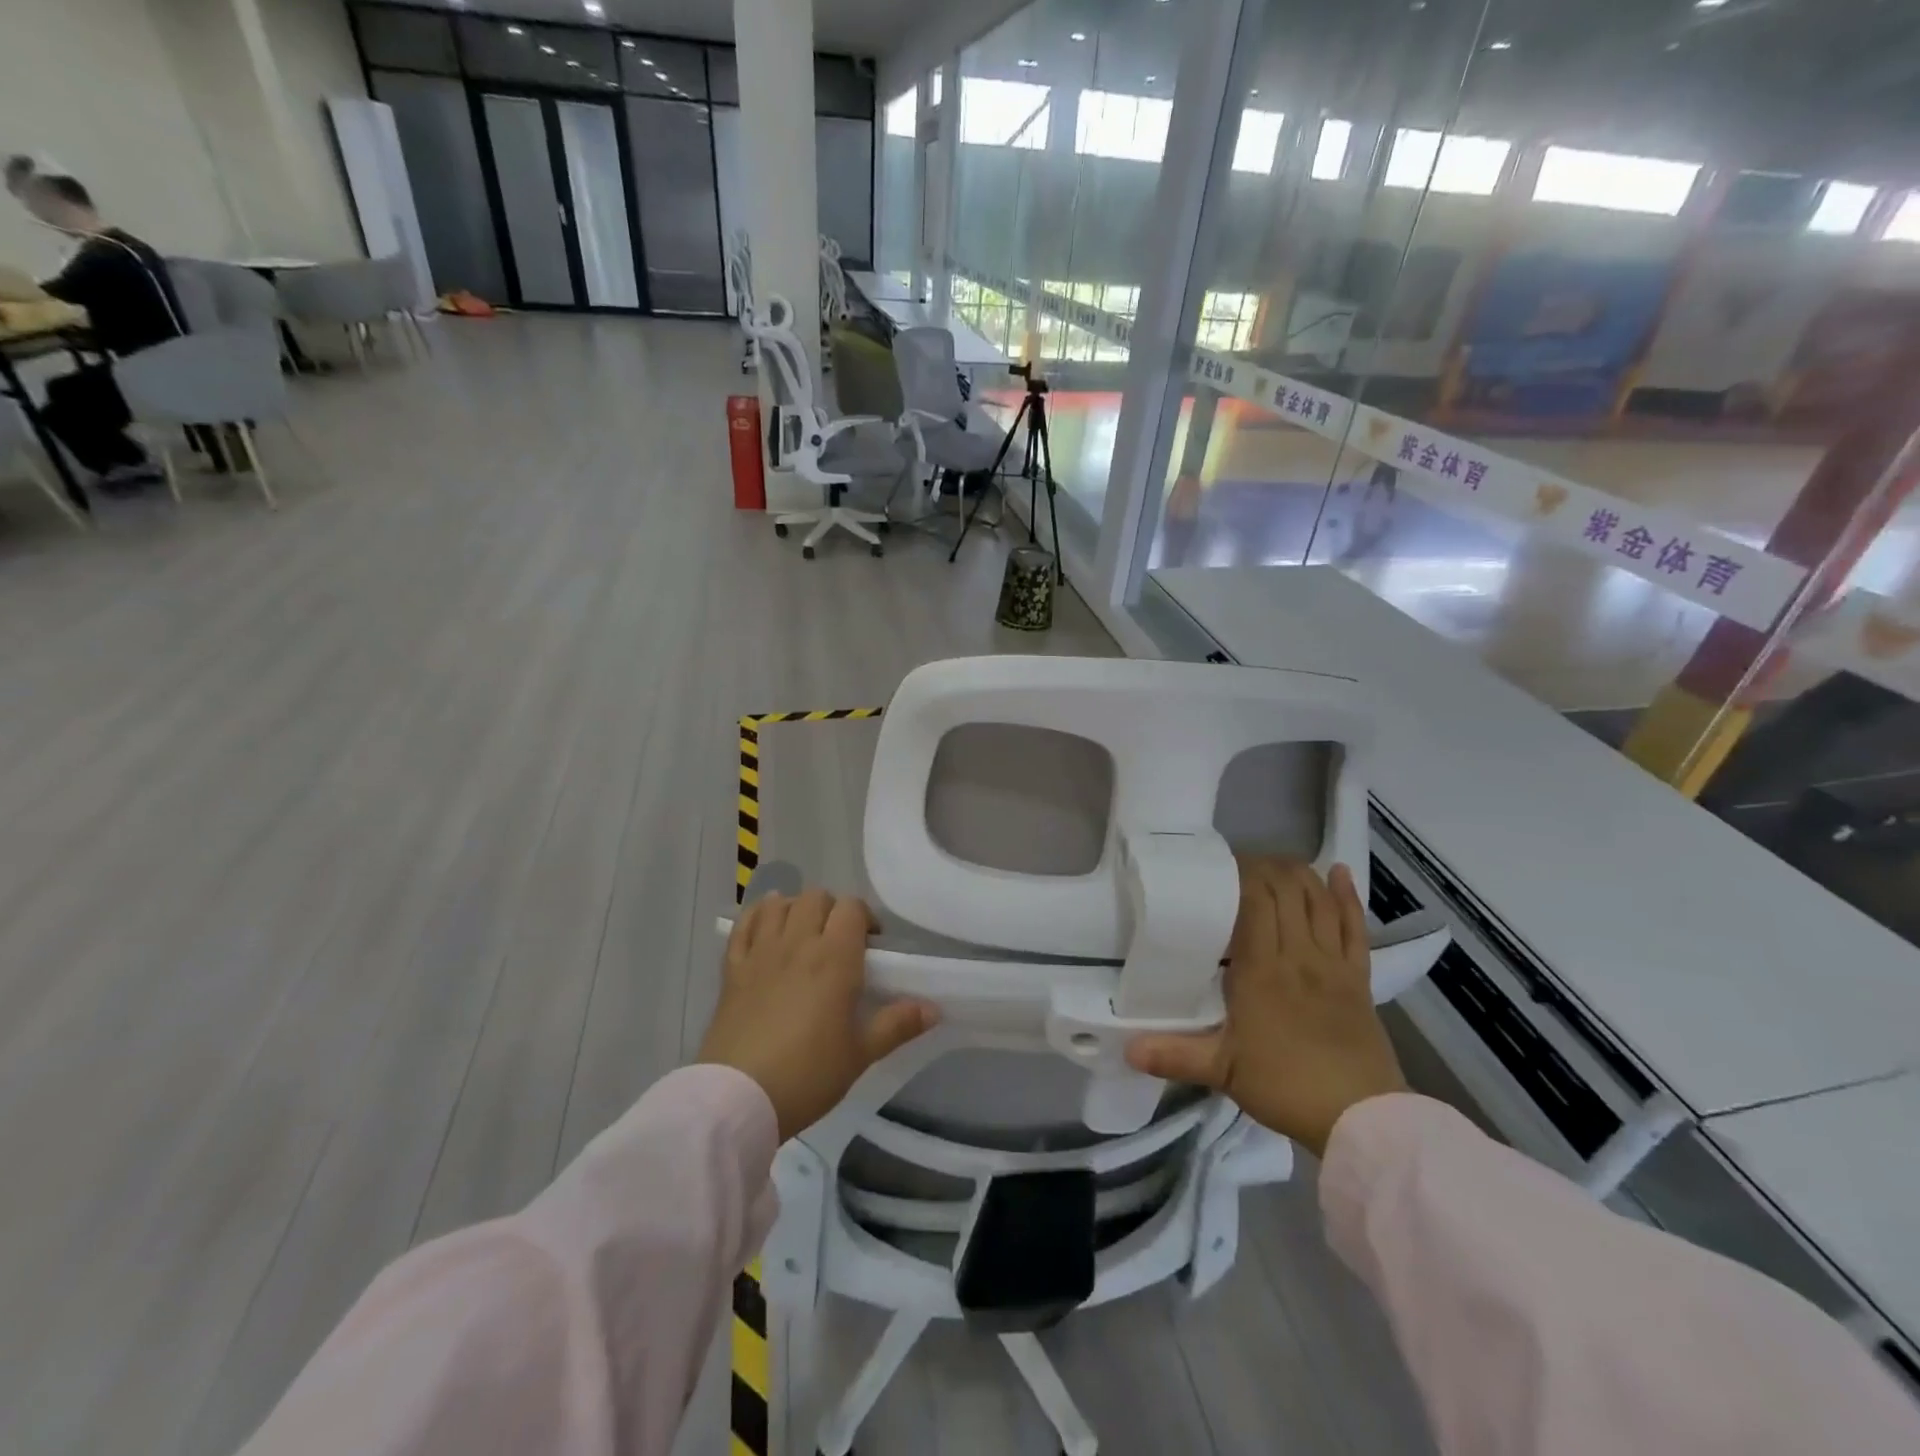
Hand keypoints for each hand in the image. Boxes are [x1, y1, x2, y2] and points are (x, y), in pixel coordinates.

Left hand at [699, 889, 938, 1141]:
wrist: (738, 1098)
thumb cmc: (807, 1075)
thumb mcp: (860, 1054)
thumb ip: (897, 1025)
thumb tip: (934, 1009)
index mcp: (834, 958)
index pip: (852, 908)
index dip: (865, 918)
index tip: (871, 945)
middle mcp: (798, 943)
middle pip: (816, 897)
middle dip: (832, 910)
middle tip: (839, 942)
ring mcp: (760, 952)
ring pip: (779, 904)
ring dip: (795, 909)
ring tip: (803, 934)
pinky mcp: (732, 969)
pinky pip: (743, 925)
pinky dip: (758, 918)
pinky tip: (766, 930)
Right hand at [1125, 857, 1405, 1158]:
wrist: (1361, 1118)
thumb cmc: (1285, 1086)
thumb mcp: (1222, 1071)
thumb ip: (1174, 1055)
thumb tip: (1126, 1047)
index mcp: (1263, 969)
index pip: (1256, 901)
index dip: (1241, 875)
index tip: (1220, 868)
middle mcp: (1299, 955)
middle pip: (1287, 891)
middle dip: (1264, 869)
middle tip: (1239, 868)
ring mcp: (1333, 964)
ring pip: (1319, 901)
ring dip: (1299, 875)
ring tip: (1277, 864)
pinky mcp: (1359, 978)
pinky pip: (1355, 927)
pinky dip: (1347, 897)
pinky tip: (1340, 874)